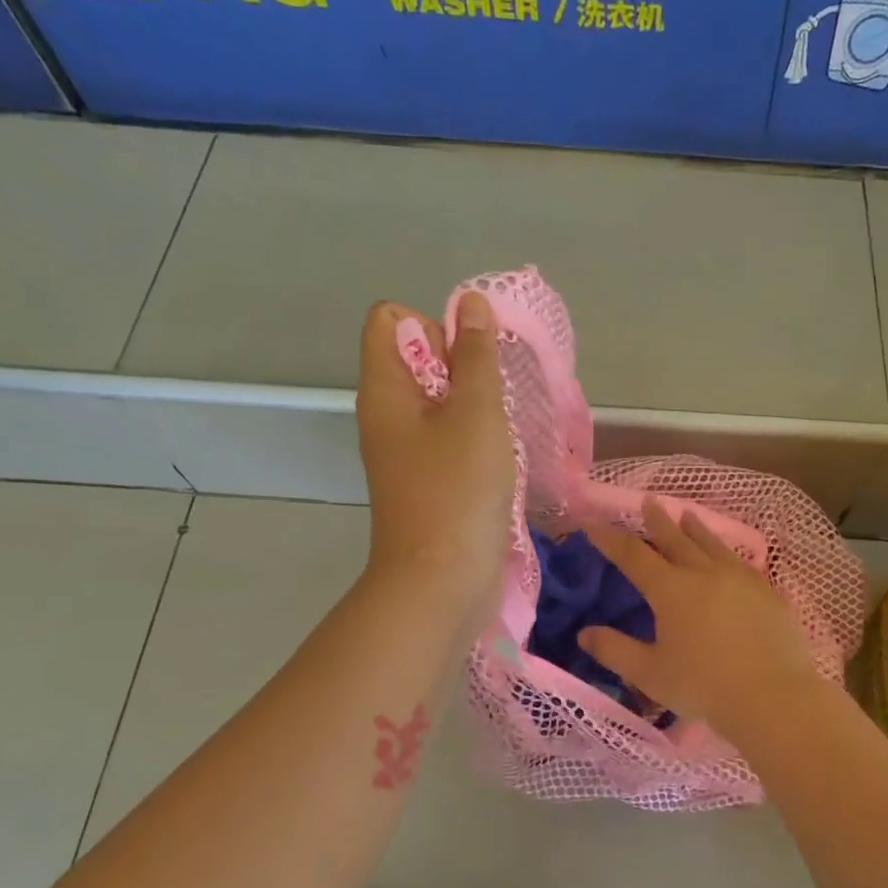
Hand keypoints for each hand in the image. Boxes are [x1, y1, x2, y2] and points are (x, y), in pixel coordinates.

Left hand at [355, 294, 512, 614]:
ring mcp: (406, 454)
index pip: (391, 320)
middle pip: (418, 360)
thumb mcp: (476, 414)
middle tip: (494, 401)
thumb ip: (476, 357)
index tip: (469, 362)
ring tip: (502, 432)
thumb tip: (471, 303)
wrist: (441, 583)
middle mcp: (387, 416)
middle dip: (463, 367)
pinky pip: (449, 441)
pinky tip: (501, 462)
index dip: (433, 325)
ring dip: (476, 407)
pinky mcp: (427, 485)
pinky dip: (476, 441)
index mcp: (384, 390)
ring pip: (440, 404)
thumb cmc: (457, 491)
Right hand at [580, 500, 822, 733]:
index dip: (610, 539)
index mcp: (671, 590)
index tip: (593, 522)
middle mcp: (704, 573)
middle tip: (648, 501)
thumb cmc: (703, 686)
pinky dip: (725, 551)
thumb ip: (614, 650)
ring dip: (695, 528)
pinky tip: (728, 555)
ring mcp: (739, 579)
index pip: (633, 556)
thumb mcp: (649, 674)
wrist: (772, 696)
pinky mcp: (766, 591)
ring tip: (687, 514)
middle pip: (675, 539)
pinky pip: (740, 561)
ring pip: (712, 544)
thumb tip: (584, 633)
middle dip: (657, 521)